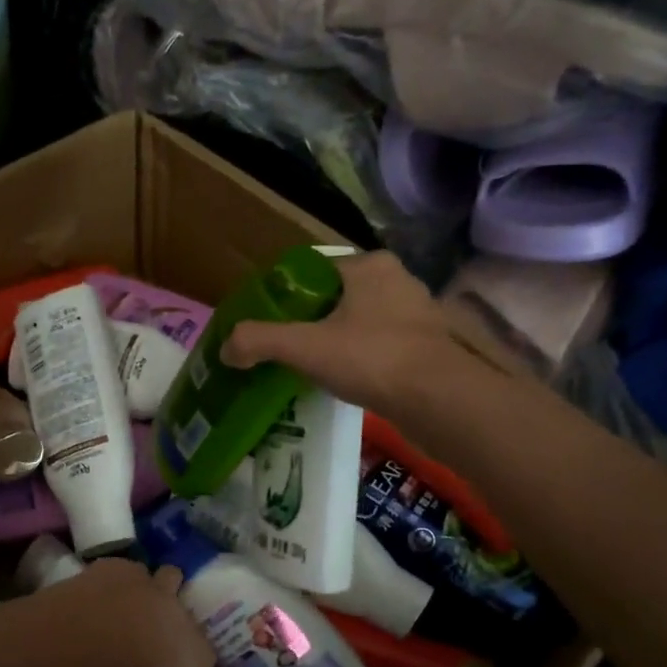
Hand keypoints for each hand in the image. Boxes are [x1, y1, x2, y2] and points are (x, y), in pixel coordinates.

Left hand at [95, 561, 216, 666]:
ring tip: (127, 606)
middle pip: (186, 610)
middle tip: (154, 633)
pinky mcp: (121, 569)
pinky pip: (121, 571)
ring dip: (150, 590)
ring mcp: (152, 586)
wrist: (114, 629)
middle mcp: (181, 615)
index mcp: (197, 656)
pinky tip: (95, 596)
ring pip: (163, 578)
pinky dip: (112, 583)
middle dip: (175, 618)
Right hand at [221, 251, 459, 414]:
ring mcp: (418, 313)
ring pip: (361, 323)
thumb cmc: (372, 359)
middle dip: (311, 322)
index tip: (268, 324)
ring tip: (311, 368)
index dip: (286, 297)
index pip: (314, 272)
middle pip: (337, 298)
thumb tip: (227, 348)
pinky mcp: (428, 345)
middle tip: (285, 350)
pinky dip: (361, 359)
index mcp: (369, 265)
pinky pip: (381, 345)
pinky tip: (346, 381)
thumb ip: (260, 341)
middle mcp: (398, 280)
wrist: (439, 400)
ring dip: (337, 342)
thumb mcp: (305, 347)